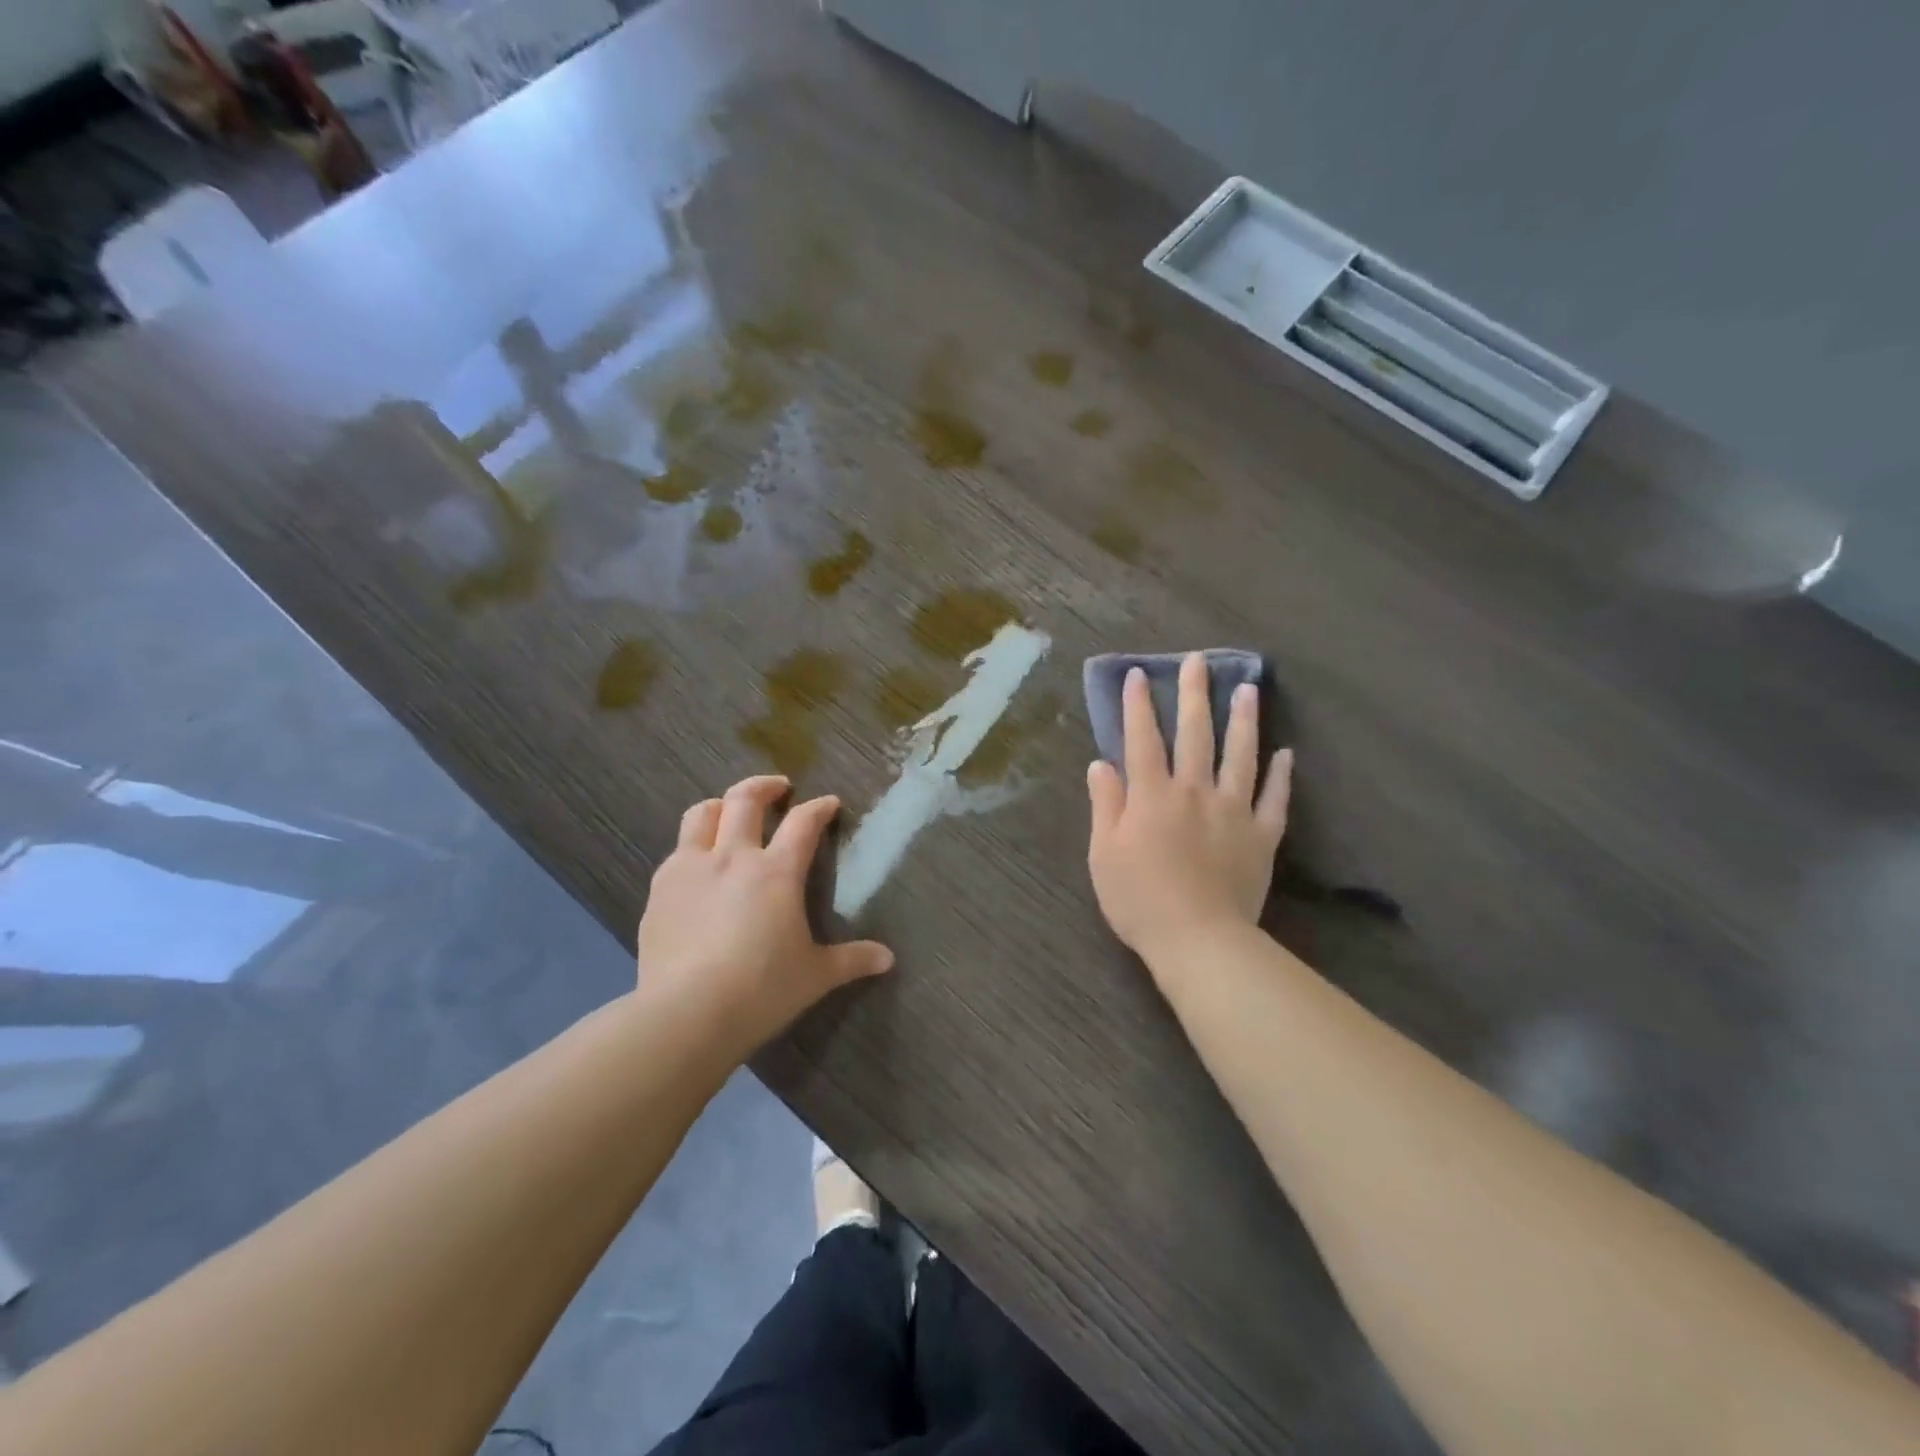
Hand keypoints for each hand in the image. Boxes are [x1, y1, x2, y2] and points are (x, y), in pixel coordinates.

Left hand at [637, 775, 893, 1055]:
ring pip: (702, 814)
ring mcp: (690, 869)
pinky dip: (692, 847)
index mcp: (777, 872)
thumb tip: (888, 959)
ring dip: (721, 805)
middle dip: (765, 786)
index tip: (829, 803)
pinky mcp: (660, 890)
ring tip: (730, 812)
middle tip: (779, 788)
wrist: (686, 1014)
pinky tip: (697, 866)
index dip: (819, 808)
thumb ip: (852, 960)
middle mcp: (733, 857)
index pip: (803, 822)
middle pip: (745, 799)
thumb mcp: (815, 976)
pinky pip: (676, 852)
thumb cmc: (761, 990)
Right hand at [1086, 653, 1291, 964]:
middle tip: (1198, 662)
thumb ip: (1106, 804)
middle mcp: (1195, 792)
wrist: (1198, 941)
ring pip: (1240, 756)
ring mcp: (1233, 812)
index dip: (1138, 706)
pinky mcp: (1261, 837)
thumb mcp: (1104, 854)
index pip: (1142, 740)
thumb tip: (1101, 763)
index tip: (1138, 675)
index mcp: (1152, 796)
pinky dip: (1281, 776)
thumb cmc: (1140, 900)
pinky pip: (1275, 800)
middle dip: (1194, 695)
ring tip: (1249, 689)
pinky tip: (1287, 754)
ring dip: (1243, 721)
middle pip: (1195, 735)